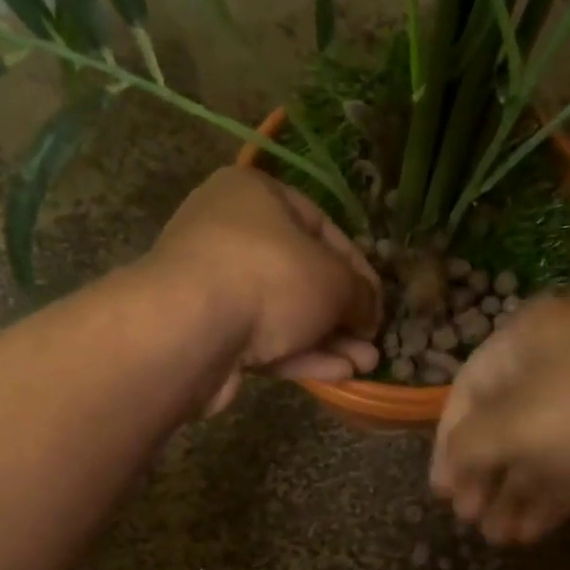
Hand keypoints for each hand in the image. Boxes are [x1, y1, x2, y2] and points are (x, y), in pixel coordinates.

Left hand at [146, 167, 382, 413]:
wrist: (189, 330)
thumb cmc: (270, 278)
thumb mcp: (334, 279)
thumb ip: (360, 293)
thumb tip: (369, 312)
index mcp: (256, 196)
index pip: (322, 226)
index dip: (358, 267)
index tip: (380, 301)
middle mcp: (230, 233)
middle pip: (302, 274)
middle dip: (343, 312)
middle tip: (372, 339)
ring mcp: (215, 286)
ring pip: (284, 313)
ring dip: (328, 340)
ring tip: (368, 364)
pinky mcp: (208, 333)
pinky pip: (264, 340)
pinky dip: (301, 354)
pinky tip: (340, 374)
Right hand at [430, 300, 569, 543]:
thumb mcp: (520, 426)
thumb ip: (470, 446)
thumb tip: (449, 466)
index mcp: (527, 337)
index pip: (467, 390)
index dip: (446, 444)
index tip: (441, 494)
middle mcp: (560, 355)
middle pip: (504, 421)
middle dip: (485, 474)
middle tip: (471, 520)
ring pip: (542, 445)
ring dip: (517, 491)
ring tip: (500, 538)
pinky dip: (553, 492)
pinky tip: (532, 531)